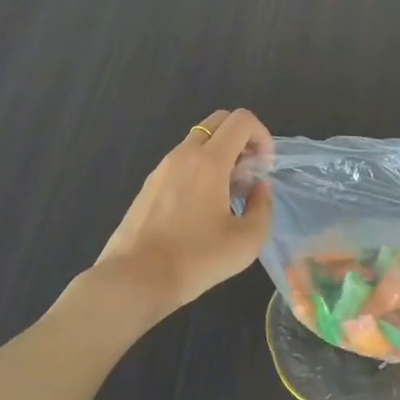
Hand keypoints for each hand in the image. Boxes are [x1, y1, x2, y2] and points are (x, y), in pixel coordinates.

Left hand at [96, 108, 274, 315]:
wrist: (135, 279)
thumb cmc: (196, 259)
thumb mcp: (247, 241)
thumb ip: (262, 206)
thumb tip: (258, 188)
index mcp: (209, 161)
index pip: (241, 120)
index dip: (262, 135)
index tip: (264, 167)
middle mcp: (183, 154)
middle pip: (219, 121)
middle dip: (242, 139)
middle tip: (249, 173)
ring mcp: (162, 167)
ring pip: (198, 141)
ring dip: (220, 155)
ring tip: (227, 195)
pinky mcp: (149, 184)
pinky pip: (182, 161)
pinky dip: (200, 169)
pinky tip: (201, 208)